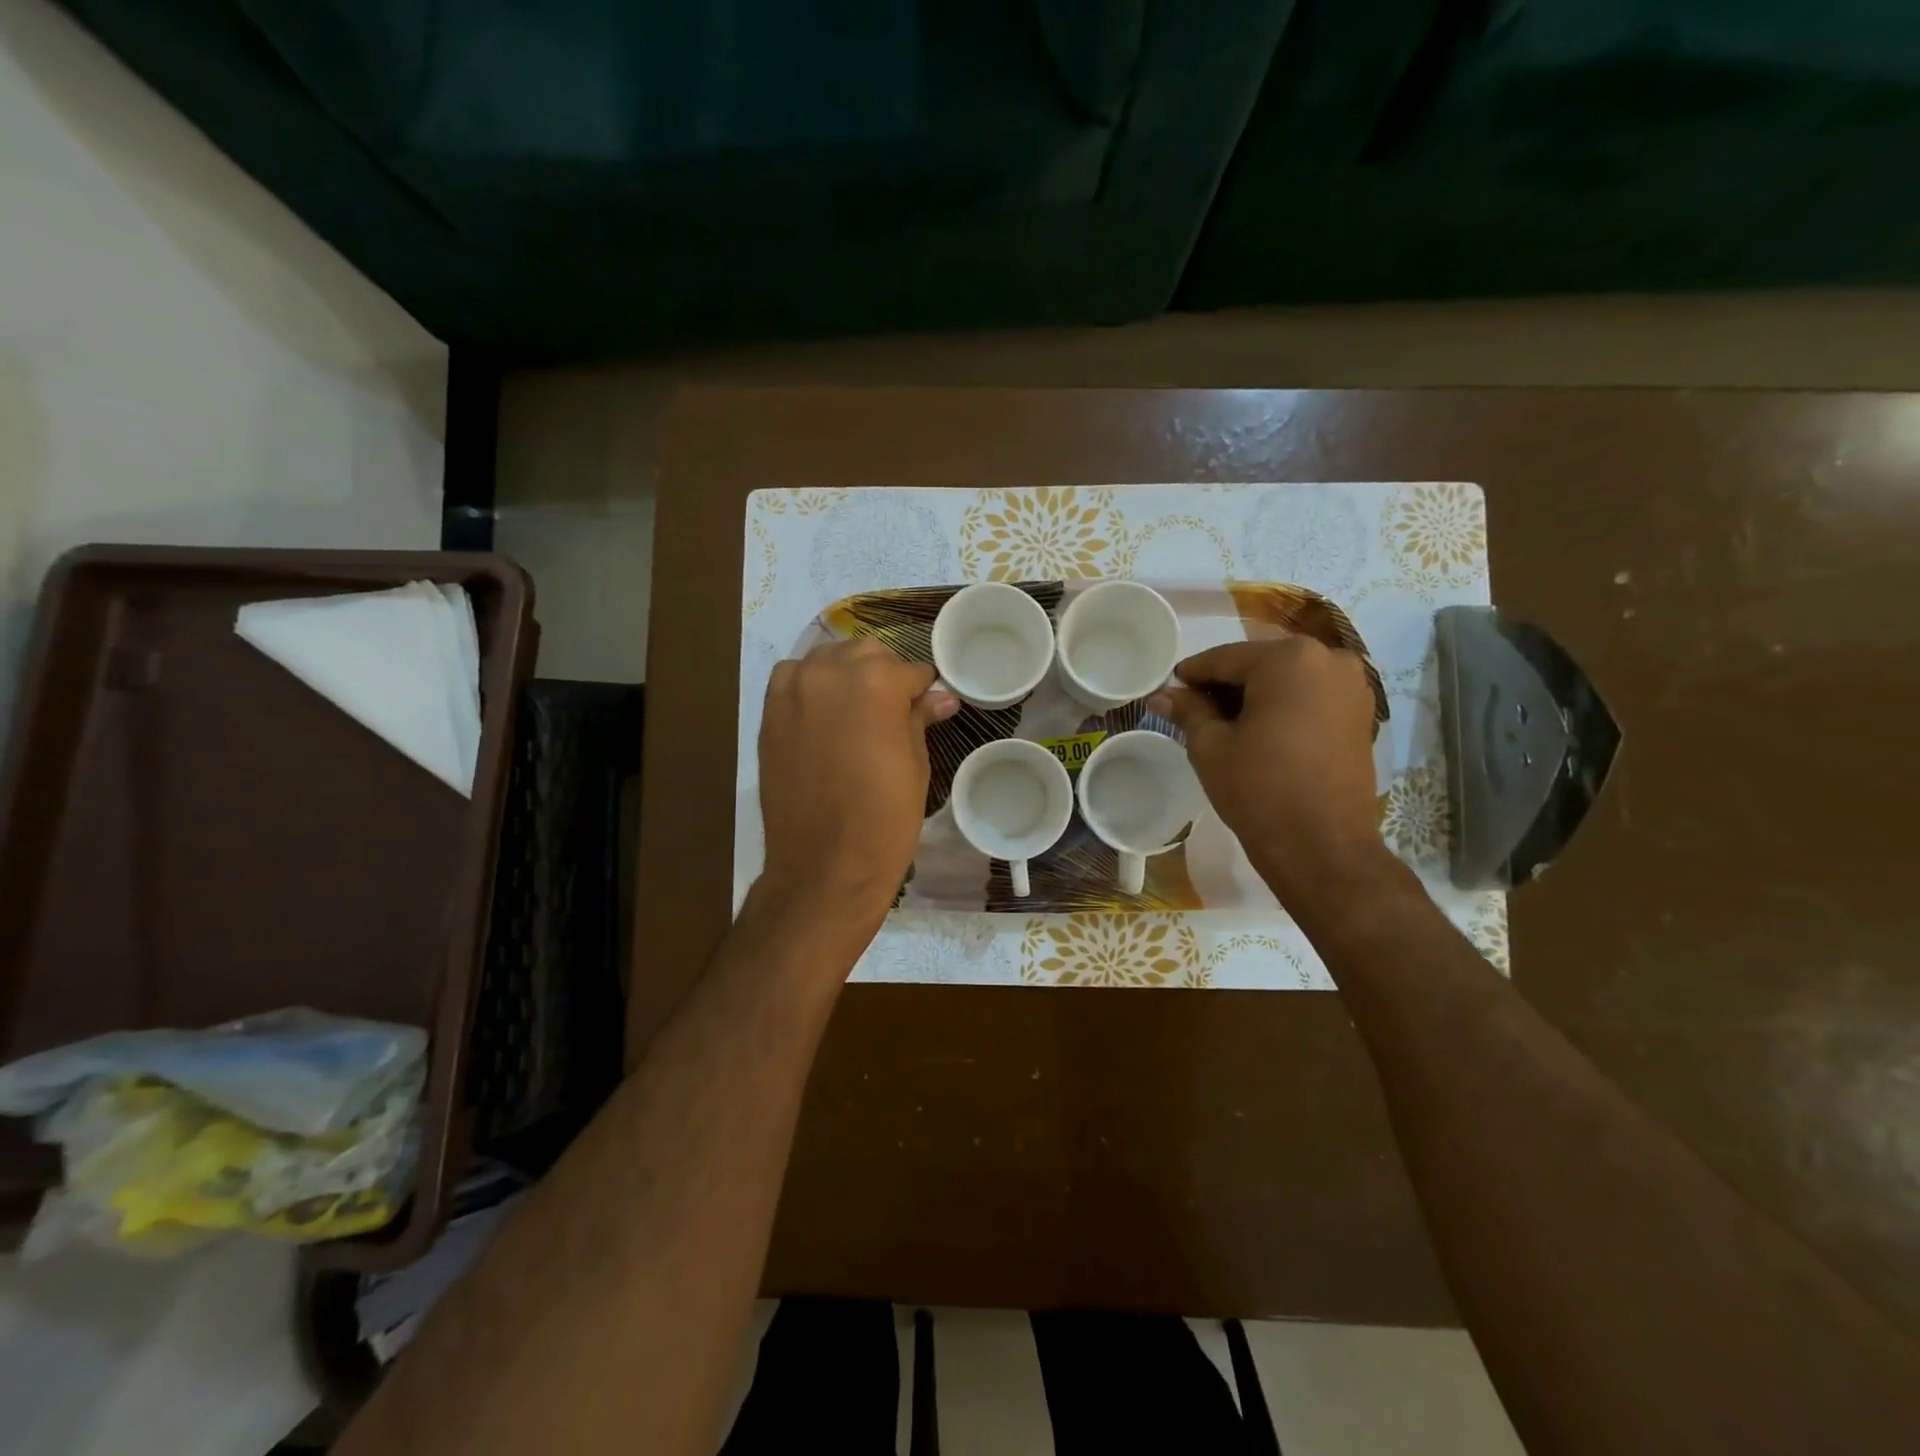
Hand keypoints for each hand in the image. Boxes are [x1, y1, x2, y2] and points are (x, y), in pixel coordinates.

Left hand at [757, 640, 959, 924]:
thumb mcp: (915, 763)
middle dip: (884, 675)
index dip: (922, 690)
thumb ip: (920, 718)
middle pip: (866, 654)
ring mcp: (794, 690)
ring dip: (845, 676)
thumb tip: (942, 697)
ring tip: (855, 713)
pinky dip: (809, 687)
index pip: (910, 670)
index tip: (927, 706)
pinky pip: (793, 680)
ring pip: (826, 660)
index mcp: (877, 681)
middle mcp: (831, 672)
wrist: (825, 864)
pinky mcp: (769, 713)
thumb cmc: (885, 817)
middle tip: (893, 712)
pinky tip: (821, 717)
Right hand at [1152, 637, 1389, 916]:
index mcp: (1289, 658)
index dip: (1192, 674)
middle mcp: (1329, 659)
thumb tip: (1161, 695)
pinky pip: (1312, 695)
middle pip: (1260, 663)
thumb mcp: (1211, 746)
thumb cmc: (1259, 789)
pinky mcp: (1362, 714)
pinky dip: (1284, 705)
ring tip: (1226, 723)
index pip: (1225, 658)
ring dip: (1256, 694)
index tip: (1168, 689)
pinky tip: (1261, 730)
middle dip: (1226, 683)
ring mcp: (1353, 686)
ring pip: (1288, 678)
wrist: (1322, 846)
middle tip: (1194, 708)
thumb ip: (1188, 710)